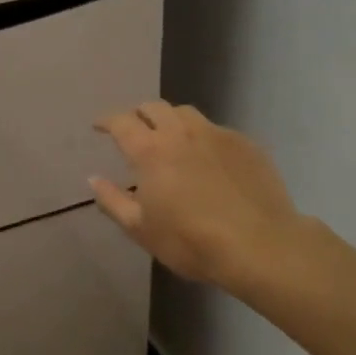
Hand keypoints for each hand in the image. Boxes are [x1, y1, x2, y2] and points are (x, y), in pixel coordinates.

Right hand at [91, 100, 321, 302]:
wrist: (261, 247)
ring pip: (186, 113)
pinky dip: (201, 136)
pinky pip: (216, 130)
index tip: (99, 126)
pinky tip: (206, 157)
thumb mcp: (140, 229)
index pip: (121, 121)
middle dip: (138, 114)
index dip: (106, 120)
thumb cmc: (191, 241)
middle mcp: (180, 133)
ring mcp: (216, 135)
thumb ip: (112, 200)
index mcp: (150, 151)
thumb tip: (94, 179)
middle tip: (134, 130)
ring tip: (169, 137)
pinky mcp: (246, 144)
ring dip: (170, 119)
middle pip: (153, 107)